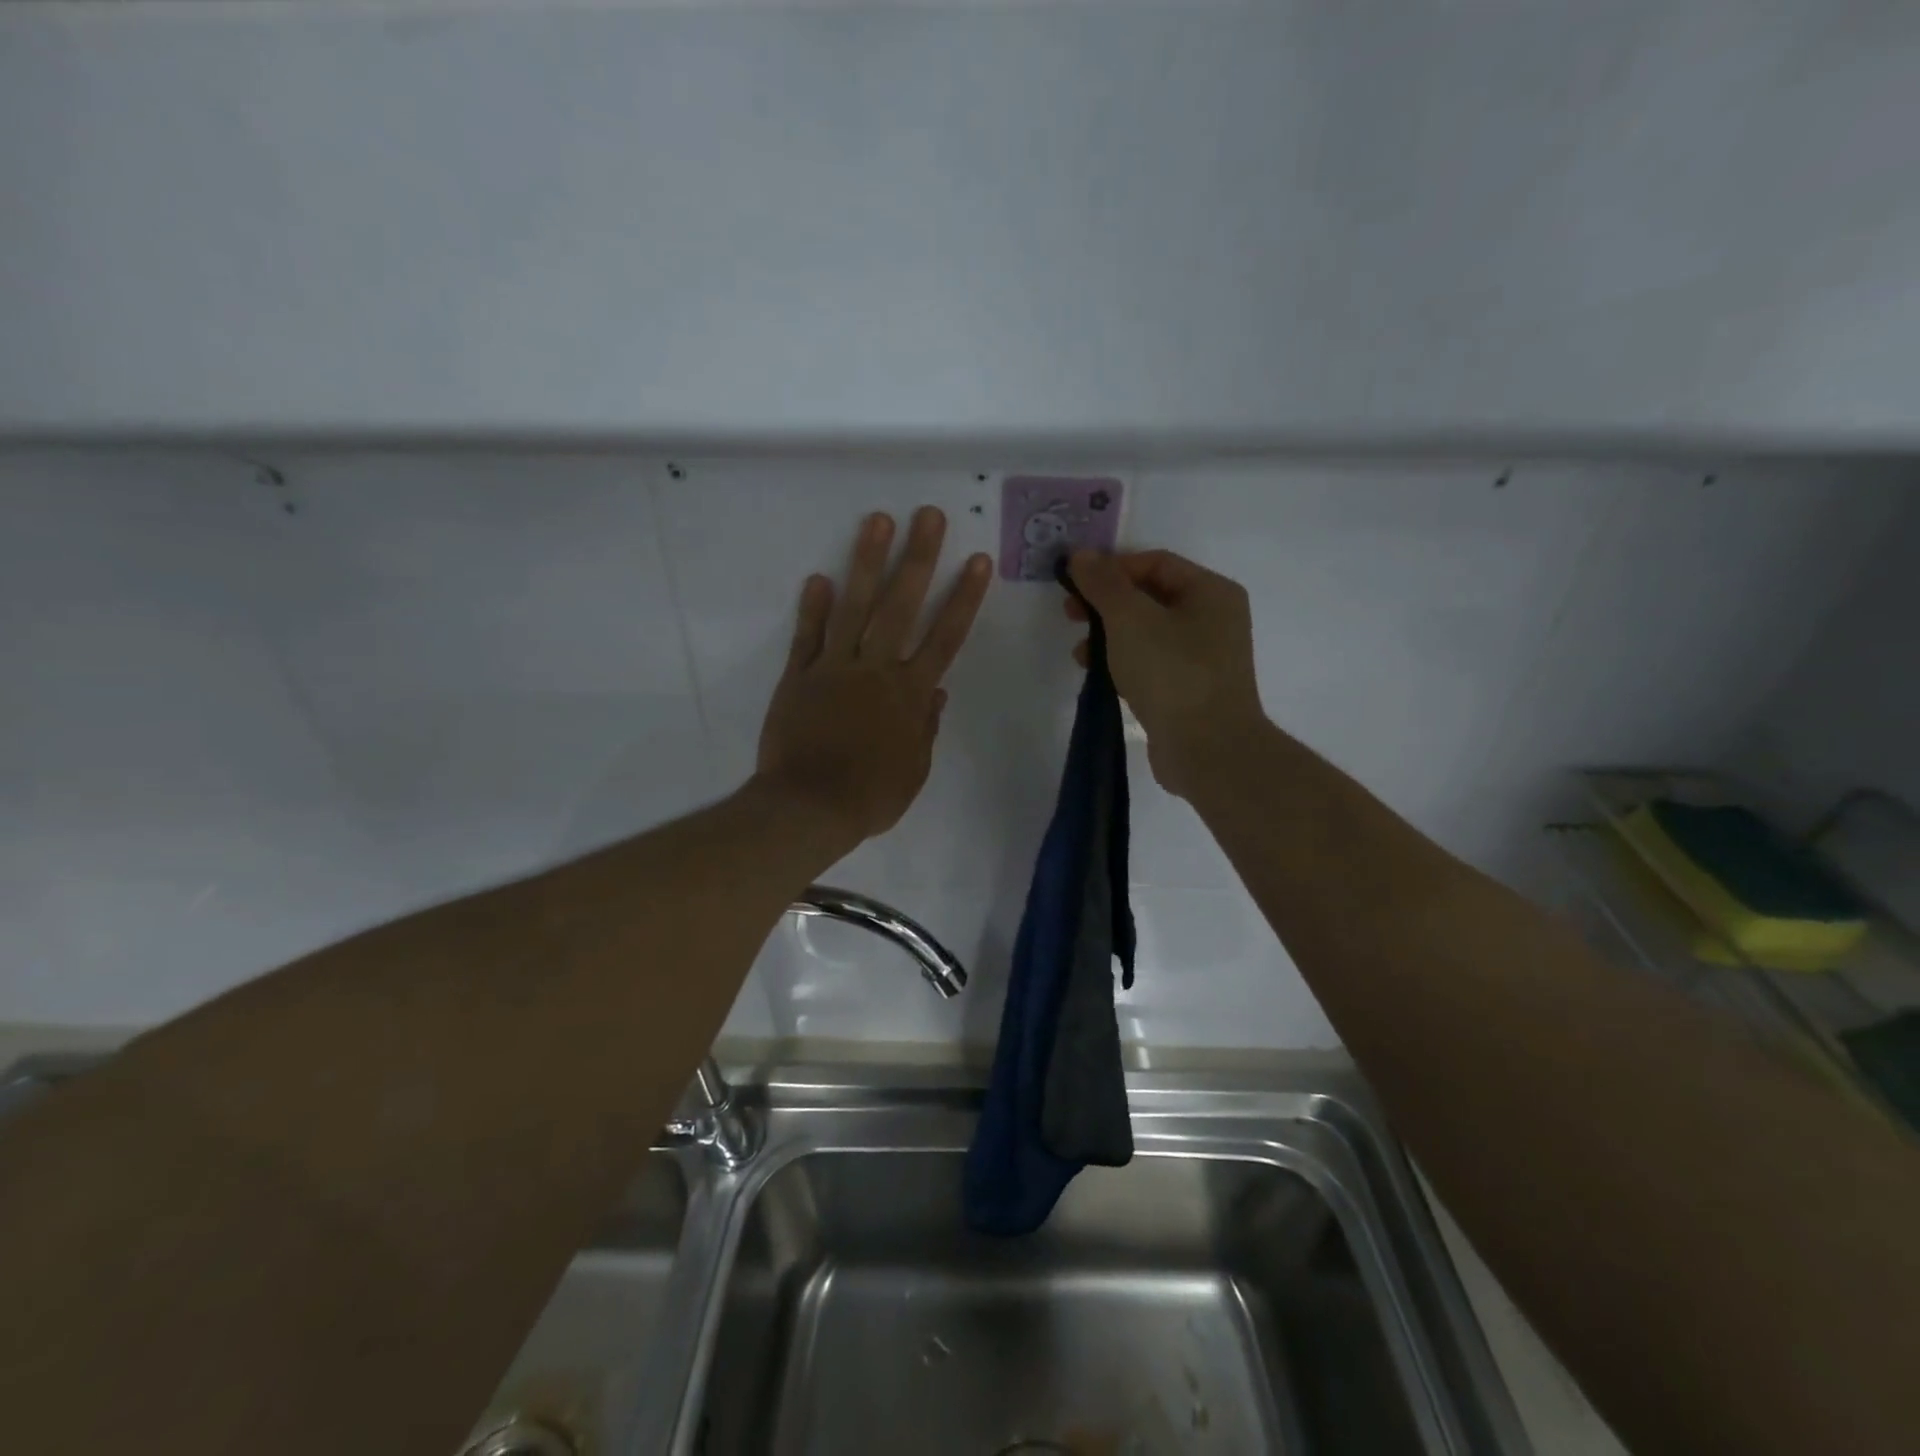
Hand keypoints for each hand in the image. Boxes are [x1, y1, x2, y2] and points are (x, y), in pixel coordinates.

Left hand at [757, 508, 991, 842]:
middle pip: (902, 606)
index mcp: (910, 694)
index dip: (963, 598)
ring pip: (854, 607)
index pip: (945, 638)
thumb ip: (925, 727)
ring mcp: (835, 668)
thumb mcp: (913, 770)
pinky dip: (813, 608)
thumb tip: (937, 693)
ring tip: (878, 521)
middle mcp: (876, 670)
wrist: (809, 807)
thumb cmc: (870, 797)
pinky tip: (819, 576)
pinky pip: (808, 637)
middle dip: (918, 558)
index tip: (976, 561)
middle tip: (928, 515)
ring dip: (867, 563)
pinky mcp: (799, 677)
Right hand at [1065, 549, 1266, 798]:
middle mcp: (1214, 619)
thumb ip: (1103, 583)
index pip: (1155, 563)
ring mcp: (1204, 657)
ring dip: (1108, 635)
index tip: (1074, 584)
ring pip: (1146, 632)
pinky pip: (1151, 662)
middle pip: (1150, 596)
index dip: (1112, 568)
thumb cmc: (1172, 673)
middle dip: (1106, 604)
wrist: (1207, 750)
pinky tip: (1098, 674)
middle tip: (1070, 613)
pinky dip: (1123, 662)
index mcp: (1211, 592)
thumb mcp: (1130, 619)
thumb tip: (1081, 555)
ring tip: (1080, 652)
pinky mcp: (1189, 689)